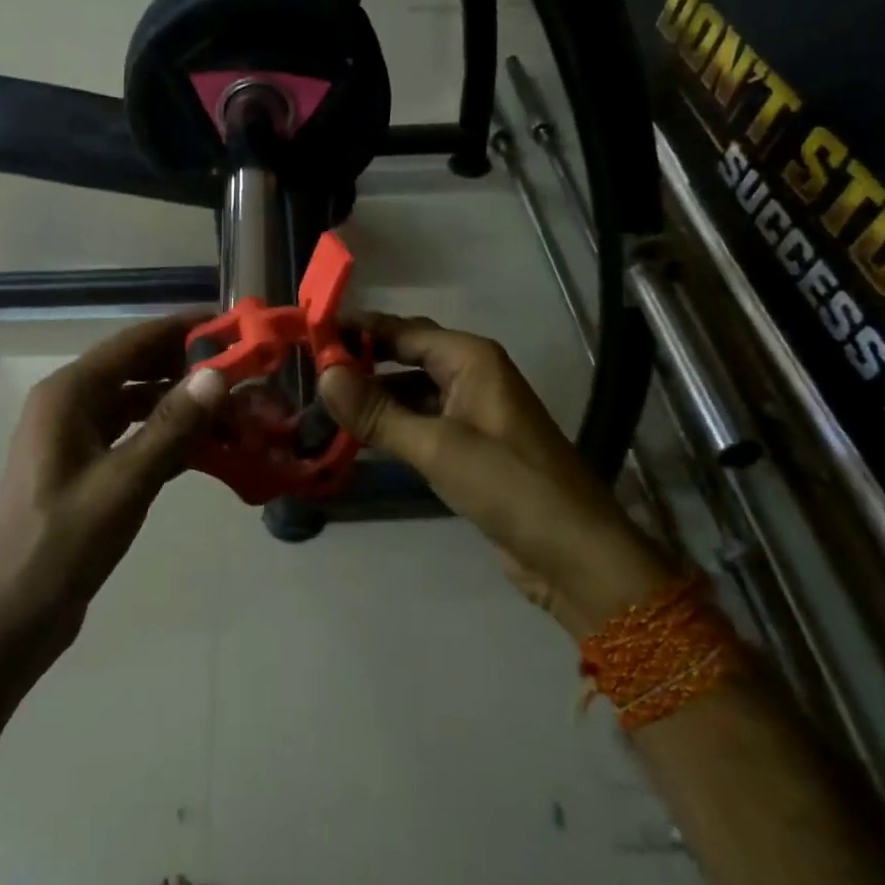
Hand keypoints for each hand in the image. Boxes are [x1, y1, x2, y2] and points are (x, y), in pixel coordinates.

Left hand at [0, 313, 227, 655]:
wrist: (12, 613)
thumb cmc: (63, 542)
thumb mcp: (125, 482)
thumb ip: (172, 426)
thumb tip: (216, 376)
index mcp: (68, 394)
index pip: (133, 342)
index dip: (181, 329)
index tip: (228, 324)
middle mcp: (68, 403)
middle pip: (135, 367)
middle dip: (185, 366)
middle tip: (240, 368)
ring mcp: (73, 435)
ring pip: (135, 402)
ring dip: (179, 402)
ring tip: (230, 407)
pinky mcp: (83, 465)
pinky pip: (131, 434)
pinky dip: (165, 434)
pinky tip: (205, 445)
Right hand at [318, 315, 670, 639]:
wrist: (575, 555)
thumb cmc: (509, 486)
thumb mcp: (437, 447)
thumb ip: (378, 412)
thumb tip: (323, 374)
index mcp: (470, 358)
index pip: (401, 330)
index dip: (355, 330)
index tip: (309, 335)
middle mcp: (472, 373)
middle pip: (405, 354)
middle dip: (361, 360)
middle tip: (310, 370)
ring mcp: (473, 410)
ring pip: (411, 389)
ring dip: (374, 395)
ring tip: (323, 404)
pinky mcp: (471, 444)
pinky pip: (422, 420)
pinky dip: (392, 423)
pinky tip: (359, 436)